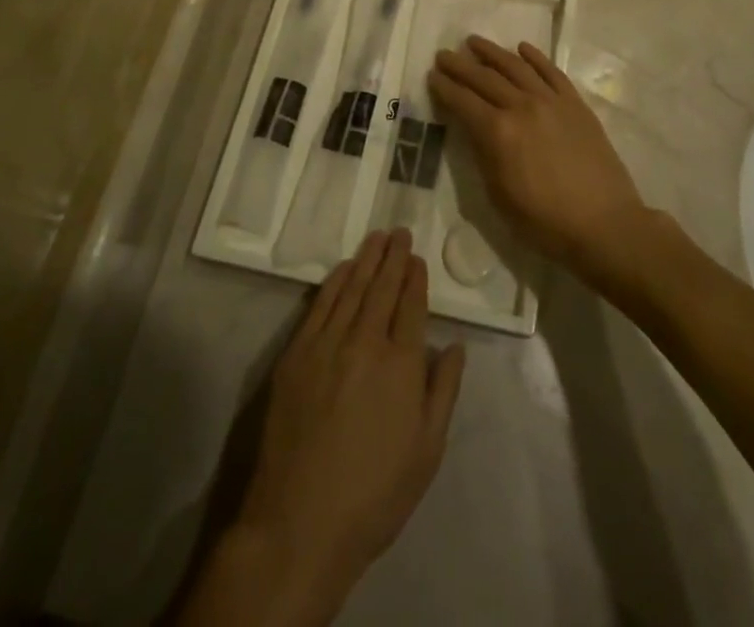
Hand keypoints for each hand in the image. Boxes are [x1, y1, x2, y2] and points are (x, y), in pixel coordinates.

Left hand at [234, 230, 464, 607]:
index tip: (417, 258)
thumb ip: (444, 391)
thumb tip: (456, 346)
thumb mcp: (427, 452)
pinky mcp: (297, 354)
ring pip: (352, 289)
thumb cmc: (374, 494)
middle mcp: (366, 343)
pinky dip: (335, 281)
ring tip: (378, 237)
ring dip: (367, 259)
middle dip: (394, 258)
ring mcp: (327, 345)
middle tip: (400, 232)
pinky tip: (344, 268)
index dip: (416, 279)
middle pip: (383, 288)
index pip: (412, 306)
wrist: (300, 522)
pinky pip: (320, 305)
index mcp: (402, 365)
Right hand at [428, 37, 649, 284]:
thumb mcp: (499, 196)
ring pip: (516, 66)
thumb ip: (483, 155)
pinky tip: (521, 48)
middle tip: (444, 55)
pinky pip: (551, 71)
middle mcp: (522, 106)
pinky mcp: (575, 103)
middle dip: (460, 65)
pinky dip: (534, 57)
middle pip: (484, 78)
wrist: (604, 224)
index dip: (444, 88)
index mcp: (498, 132)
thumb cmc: (545, 222)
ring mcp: (551, 101)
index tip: (432, 75)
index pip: (463, 101)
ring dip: (492, 52)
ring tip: (474, 42)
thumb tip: (474, 129)